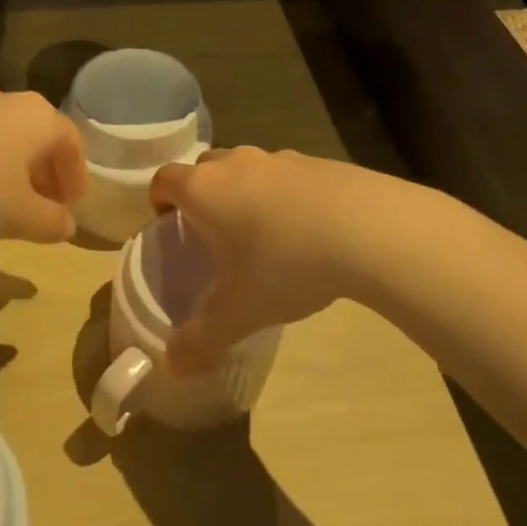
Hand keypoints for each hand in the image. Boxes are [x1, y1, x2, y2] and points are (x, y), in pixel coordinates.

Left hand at [0, 90, 87, 244]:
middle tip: (44, 209)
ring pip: (5, 139)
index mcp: (38, 118)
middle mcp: (8, 102)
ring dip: (13, 172)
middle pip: (39, 138)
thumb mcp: (18, 216)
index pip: (72, 142)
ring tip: (4, 206)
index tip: (72, 207)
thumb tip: (67, 225)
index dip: (77, 176)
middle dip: (46, 175)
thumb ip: (50, 222)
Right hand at [149, 147, 391, 372]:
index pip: (164, 180)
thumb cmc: (285, 264)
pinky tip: (308, 229)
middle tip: (213, 232)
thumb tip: (172, 367)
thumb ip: (201, 339)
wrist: (366, 228)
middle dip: (202, 193)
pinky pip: (287, 174)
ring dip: (244, 191)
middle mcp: (235, 164)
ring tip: (264, 233)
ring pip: (246, 168)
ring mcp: (278, 158)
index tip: (169, 225)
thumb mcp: (239, 311)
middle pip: (204, 168)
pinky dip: (285, 194)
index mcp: (204, 190)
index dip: (160, 200)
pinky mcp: (317, 161)